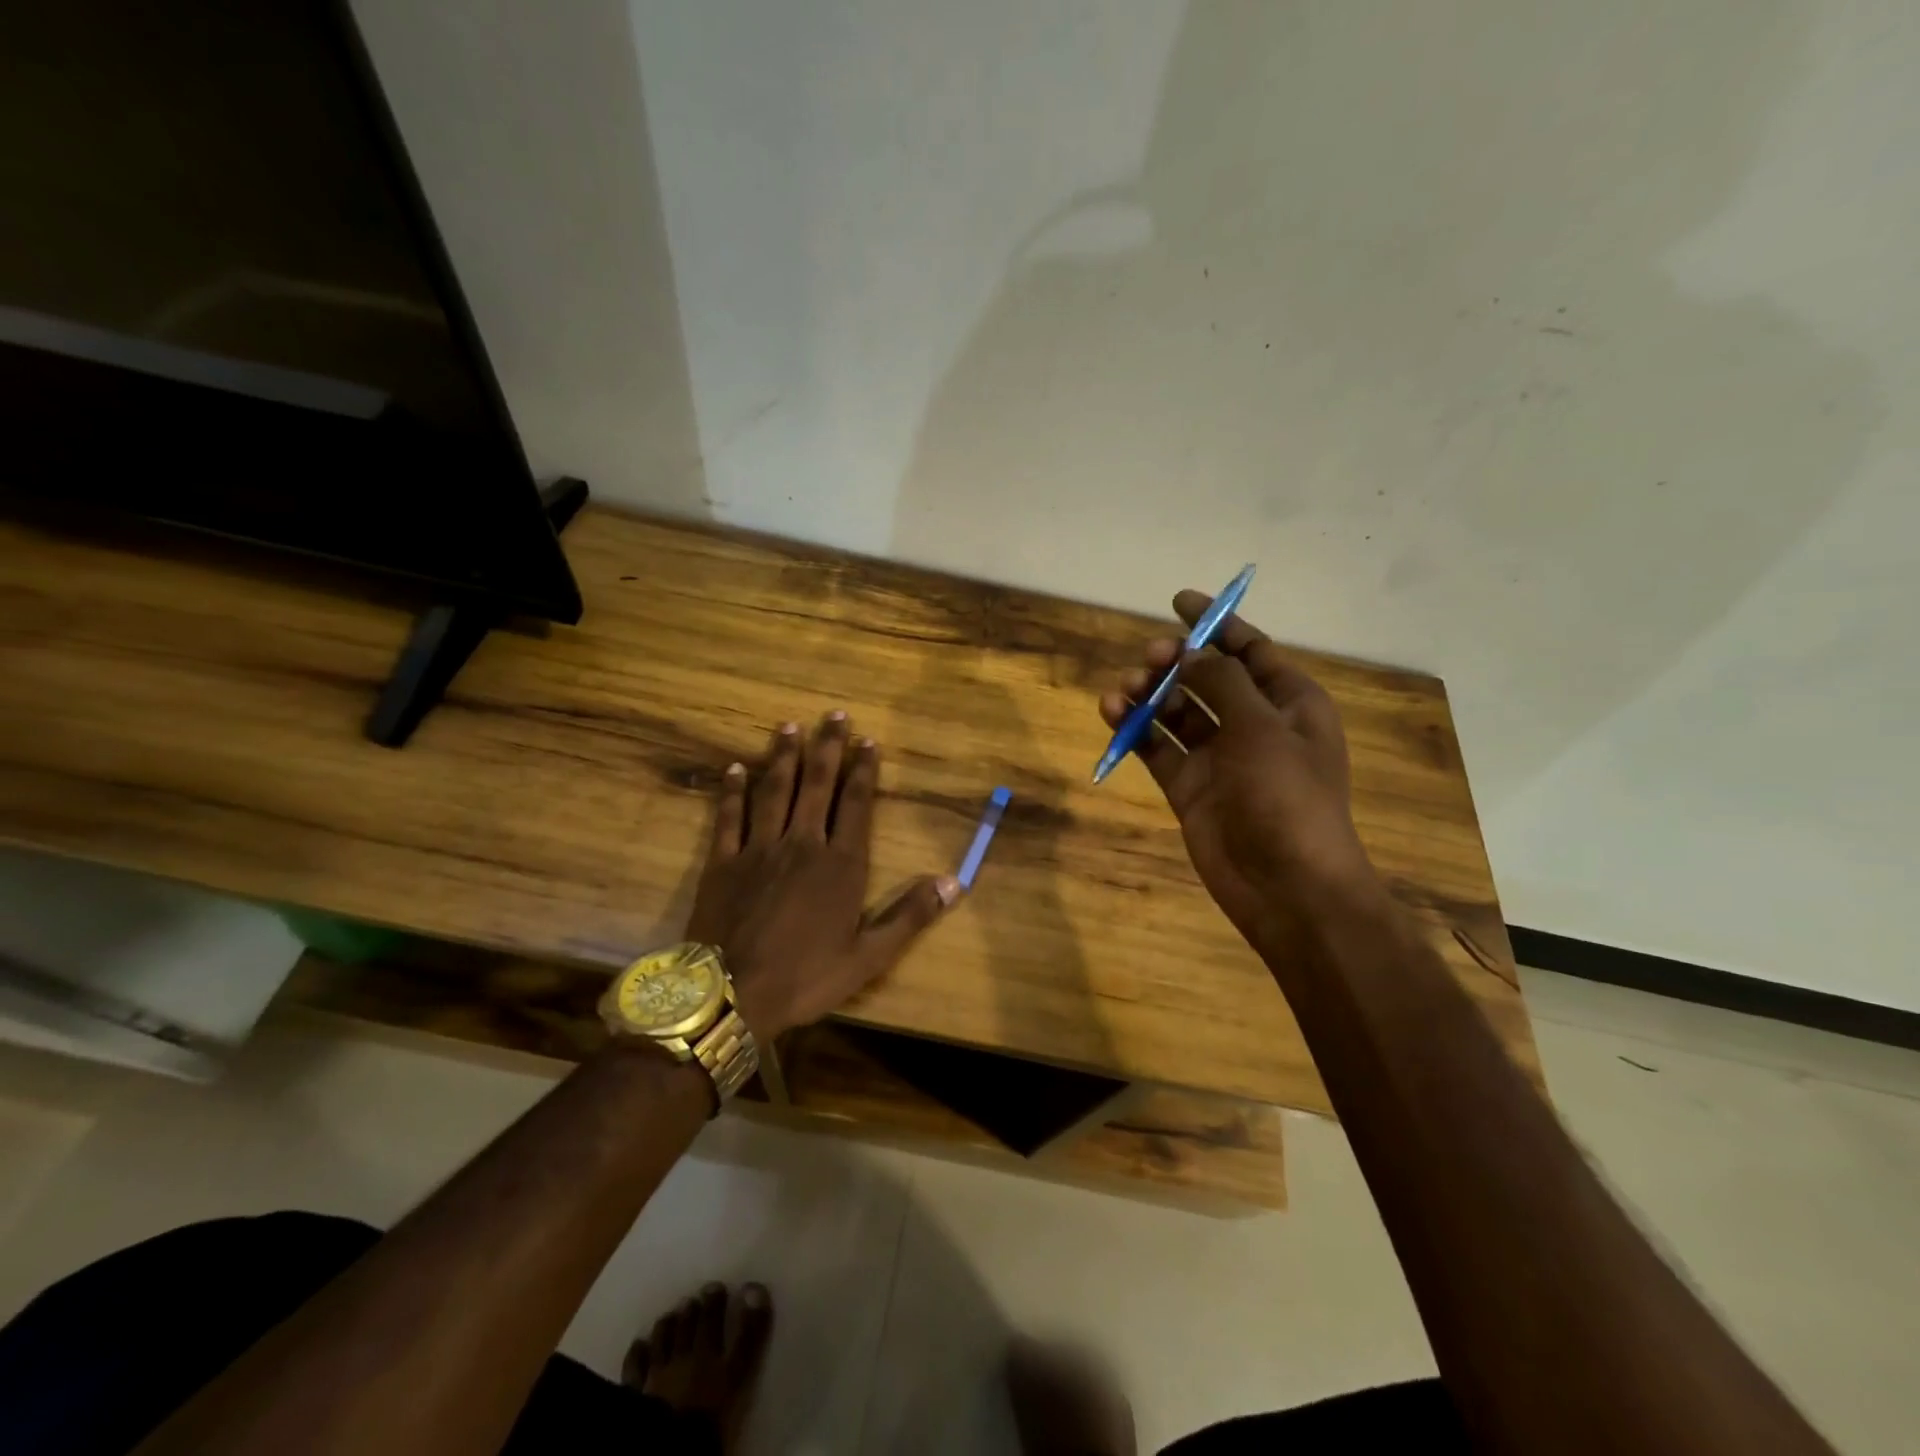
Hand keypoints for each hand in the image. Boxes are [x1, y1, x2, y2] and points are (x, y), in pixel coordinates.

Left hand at [685, 712, 959, 1040]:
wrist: (732, 995)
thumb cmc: (806, 977)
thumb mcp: (869, 956)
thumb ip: (910, 915)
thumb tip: (955, 882)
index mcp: (840, 864)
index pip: (855, 804)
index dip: (864, 770)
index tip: (868, 741)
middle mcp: (802, 844)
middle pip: (817, 785)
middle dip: (827, 748)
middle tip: (833, 714)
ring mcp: (759, 849)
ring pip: (774, 791)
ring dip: (783, 757)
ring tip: (789, 726)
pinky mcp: (723, 862)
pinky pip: (728, 817)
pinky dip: (732, 791)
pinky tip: (733, 768)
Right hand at [1099, 592, 1379, 953]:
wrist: (1286, 885)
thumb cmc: (1287, 796)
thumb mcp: (1261, 727)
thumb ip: (1221, 682)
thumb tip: (1188, 653)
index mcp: (1288, 703)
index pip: (1249, 650)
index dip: (1217, 623)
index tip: (1178, 600)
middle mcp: (1252, 724)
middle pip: (1205, 678)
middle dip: (1175, 662)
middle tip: (1151, 659)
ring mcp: (1218, 757)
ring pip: (1176, 711)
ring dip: (1150, 694)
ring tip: (1124, 691)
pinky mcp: (1188, 786)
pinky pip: (1157, 747)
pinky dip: (1135, 729)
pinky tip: (1112, 713)